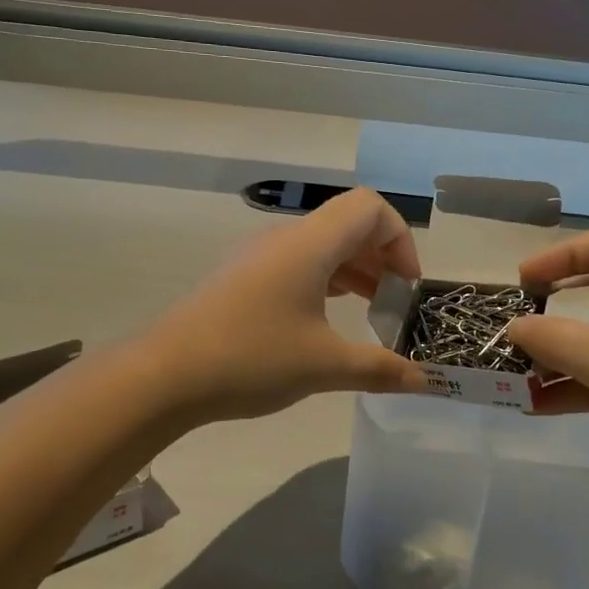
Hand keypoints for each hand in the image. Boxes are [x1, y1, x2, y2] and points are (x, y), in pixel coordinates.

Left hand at [143, 189, 428, 424]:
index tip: (406, 286)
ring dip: (354, 271)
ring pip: (321, 246)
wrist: (164, 375)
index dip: (400, 239)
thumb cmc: (252, 358)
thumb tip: (424, 381)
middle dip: (382, 258)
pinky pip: (297, 264)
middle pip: (348, 224)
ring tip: (370, 313)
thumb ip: (379, 368)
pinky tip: (328, 321)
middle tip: (394, 304)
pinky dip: (325, 282)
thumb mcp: (324, 366)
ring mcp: (258, 257)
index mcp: (310, 244)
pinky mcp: (241, 279)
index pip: (370, 208)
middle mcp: (285, 238)